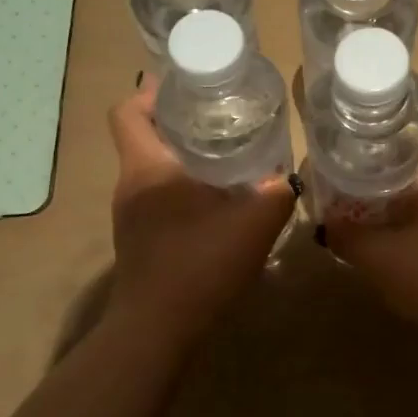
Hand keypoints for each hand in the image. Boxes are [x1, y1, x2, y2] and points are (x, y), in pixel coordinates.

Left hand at [105, 80, 296, 341]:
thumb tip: (289, 177)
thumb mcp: (253, 223)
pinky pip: (158, 197)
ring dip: (183, 157)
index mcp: (147, 167)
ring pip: (153, 169)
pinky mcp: (140, 240)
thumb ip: (277, 193)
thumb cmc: (199, 265)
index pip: (129, 112)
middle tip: (221, 115)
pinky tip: (218, 202)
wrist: (157, 331)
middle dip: (178, 121)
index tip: (185, 85)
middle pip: (143, 136)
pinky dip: (183, 188)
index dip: (152, 92)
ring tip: (227, 155)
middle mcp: (131, 185)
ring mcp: (130, 215)